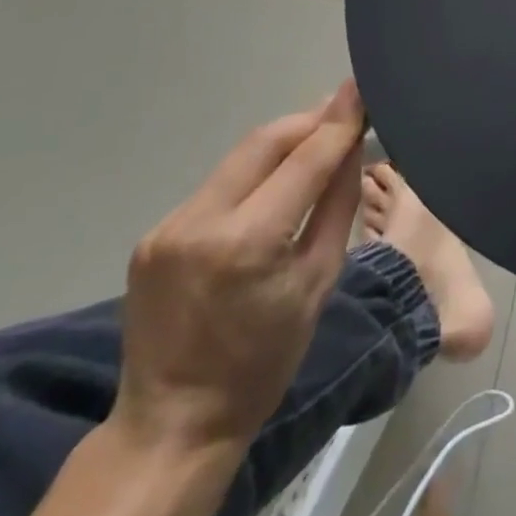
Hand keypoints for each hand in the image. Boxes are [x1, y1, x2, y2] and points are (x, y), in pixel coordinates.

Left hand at [111, 81, 366, 454]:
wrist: (172, 426)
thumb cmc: (263, 363)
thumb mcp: (318, 282)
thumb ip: (337, 205)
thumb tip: (351, 148)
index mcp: (248, 242)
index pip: (304, 159)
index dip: (338, 120)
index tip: (362, 89)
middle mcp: (200, 222)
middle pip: (264, 142)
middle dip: (309, 121)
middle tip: (345, 111)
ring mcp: (168, 227)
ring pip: (239, 160)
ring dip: (281, 144)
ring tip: (317, 141)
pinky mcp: (153, 235)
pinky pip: (217, 187)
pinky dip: (252, 176)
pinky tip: (272, 185)